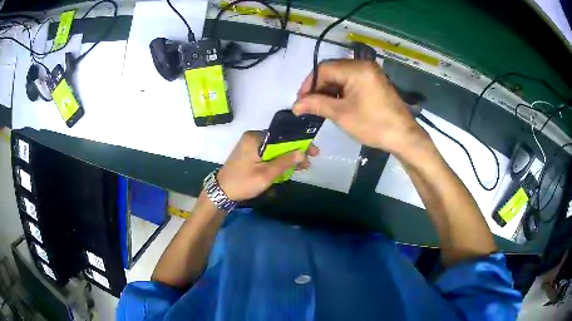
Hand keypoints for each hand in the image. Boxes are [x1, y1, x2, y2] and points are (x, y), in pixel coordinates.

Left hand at [216, 131, 318, 200]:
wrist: (221, 192)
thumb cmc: (242, 183)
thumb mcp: (266, 175)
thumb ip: (284, 162)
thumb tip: (302, 152)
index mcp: (255, 138)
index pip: (283, 136)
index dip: (299, 143)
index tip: (313, 151)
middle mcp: (253, 137)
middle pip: (280, 142)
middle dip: (295, 152)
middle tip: (309, 162)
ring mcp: (250, 146)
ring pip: (275, 149)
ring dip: (287, 158)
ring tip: (302, 167)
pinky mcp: (249, 154)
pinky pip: (268, 154)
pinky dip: (278, 161)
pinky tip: (288, 168)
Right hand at [293, 60, 425, 153]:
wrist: (403, 136)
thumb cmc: (373, 124)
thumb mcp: (342, 115)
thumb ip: (316, 105)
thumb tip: (295, 105)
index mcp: (356, 69)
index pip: (323, 69)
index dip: (309, 84)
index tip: (301, 102)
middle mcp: (363, 65)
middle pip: (332, 71)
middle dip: (318, 88)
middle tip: (309, 105)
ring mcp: (370, 73)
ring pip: (341, 76)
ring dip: (328, 90)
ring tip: (320, 107)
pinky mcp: (374, 81)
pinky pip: (351, 81)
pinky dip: (341, 92)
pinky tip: (335, 104)